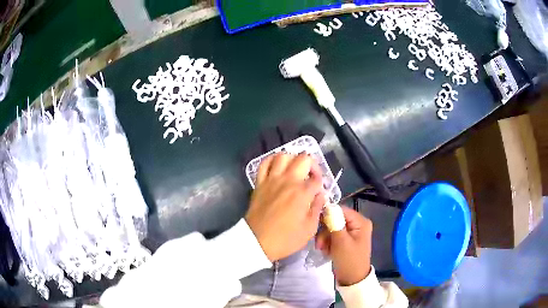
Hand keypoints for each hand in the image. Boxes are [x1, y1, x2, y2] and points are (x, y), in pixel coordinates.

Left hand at [246, 153, 324, 261]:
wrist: (257, 242)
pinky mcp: (260, 183)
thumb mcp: (309, 229)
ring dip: (293, 159)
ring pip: (283, 155)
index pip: (317, 179)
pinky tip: (278, 166)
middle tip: (312, 176)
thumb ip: (317, 208)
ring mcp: (272, 180)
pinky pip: (264, 163)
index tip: (318, 192)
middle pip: (303, 159)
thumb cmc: (285, 239)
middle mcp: (288, 181)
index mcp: (302, 193)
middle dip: (312, 165)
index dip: (321, 184)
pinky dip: (272, 160)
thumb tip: (320, 195)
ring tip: (295, 169)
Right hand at [316, 206, 372, 285]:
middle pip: (336, 219)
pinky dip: (328, 242)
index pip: (341, 210)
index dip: (328, 215)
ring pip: (332, 228)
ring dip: (325, 238)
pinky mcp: (345, 240)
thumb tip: (327, 207)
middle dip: (325, 230)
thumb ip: (334, 223)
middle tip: (319, 243)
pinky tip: (326, 251)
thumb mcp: (341, 241)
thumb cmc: (349, 260)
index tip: (316, 224)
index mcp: (361, 222)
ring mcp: (351, 232)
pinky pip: (333, 235)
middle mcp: (357, 224)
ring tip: (322, 249)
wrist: (352, 279)